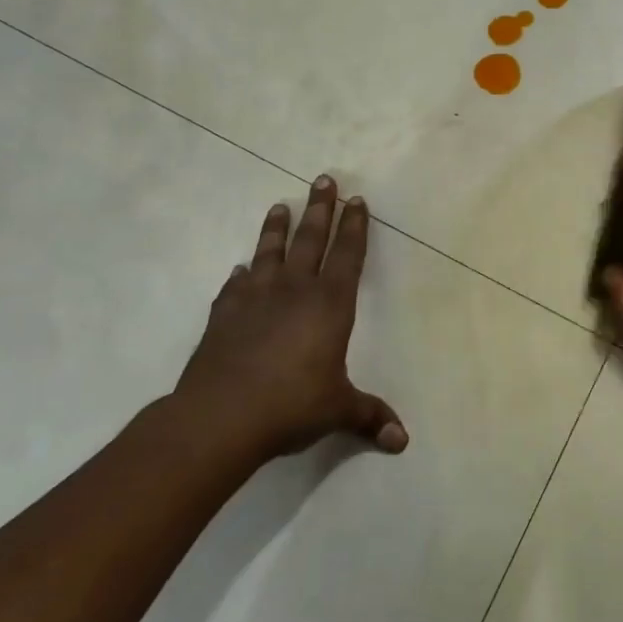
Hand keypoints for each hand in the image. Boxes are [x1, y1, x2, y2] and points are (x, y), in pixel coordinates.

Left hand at [175, 174, 407, 459]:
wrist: (220, 417)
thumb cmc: (291, 406)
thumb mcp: (338, 410)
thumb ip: (369, 417)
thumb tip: (402, 442)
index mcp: (329, 305)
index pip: (347, 255)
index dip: (354, 227)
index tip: (356, 200)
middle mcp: (294, 291)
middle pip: (310, 239)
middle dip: (320, 208)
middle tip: (323, 179)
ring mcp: (255, 299)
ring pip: (269, 252)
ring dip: (276, 228)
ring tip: (280, 206)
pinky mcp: (224, 314)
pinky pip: (235, 286)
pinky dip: (240, 275)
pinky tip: (240, 269)